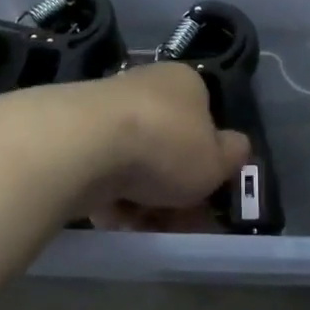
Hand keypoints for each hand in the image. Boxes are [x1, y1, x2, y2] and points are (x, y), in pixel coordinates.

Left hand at [69, 63, 249, 228]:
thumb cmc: (165, 145)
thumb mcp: (217, 160)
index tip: (207, 196)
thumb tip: (236, 147)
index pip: (204, 119)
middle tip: (177, 222)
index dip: (208, 161)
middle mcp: (144, 87)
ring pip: (134, 163)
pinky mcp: (73, 135)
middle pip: (167, 146)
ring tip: (143, 226)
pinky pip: (101, 172)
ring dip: (142, 199)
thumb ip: (233, 155)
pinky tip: (112, 218)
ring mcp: (105, 110)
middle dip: (174, 189)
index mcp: (183, 82)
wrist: (84, 144)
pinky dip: (109, 197)